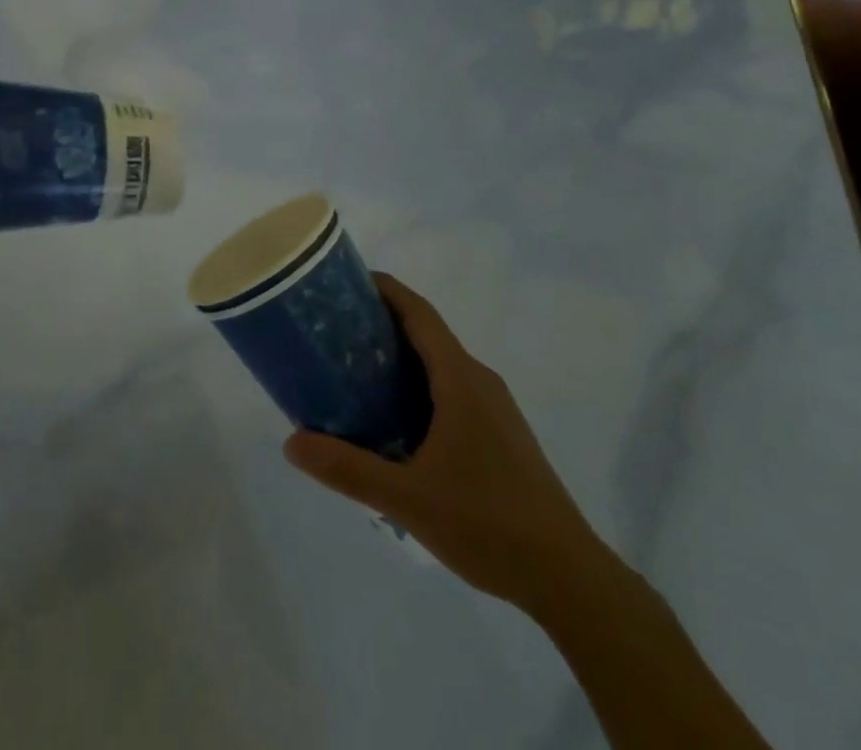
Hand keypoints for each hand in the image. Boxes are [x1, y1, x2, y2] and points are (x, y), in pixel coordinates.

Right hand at [283, 273, 613, 618]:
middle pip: (426, 333)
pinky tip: (395, 423)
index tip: (345, 282)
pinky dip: (418, 387)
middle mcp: (479, 380)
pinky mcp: (500, 434)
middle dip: (381, 324)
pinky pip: (452, 390)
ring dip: (400, 358)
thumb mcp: (407, 498)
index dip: (384, 289)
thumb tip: (291, 442)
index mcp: (460, 379)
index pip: (418, 312)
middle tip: (334, 332)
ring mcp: (495, 408)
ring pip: (440, 364)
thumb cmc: (488, 523)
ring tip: (354, 373)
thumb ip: (348, 469)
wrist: (568, 577)